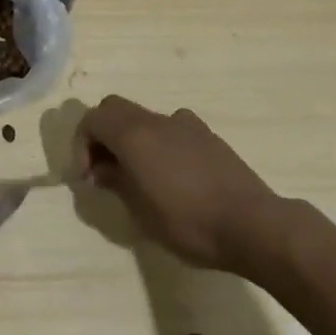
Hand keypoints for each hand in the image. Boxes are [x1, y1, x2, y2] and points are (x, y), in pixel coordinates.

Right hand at [74, 95, 299, 280]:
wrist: (254, 225)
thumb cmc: (189, 221)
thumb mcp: (141, 211)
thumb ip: (116, 181)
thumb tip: (101, 169)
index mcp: (133, 133)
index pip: (92, 119)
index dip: (81, 145)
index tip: (86, 177)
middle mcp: (156, 120)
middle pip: (114, 109)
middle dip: (102, 135)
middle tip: (103, 169)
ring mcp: (185, 124)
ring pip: (144, 118)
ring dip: (130, 138)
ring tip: (137, 174)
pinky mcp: (208, 137)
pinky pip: (171, 129)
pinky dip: (158, 143)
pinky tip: (171, 175)